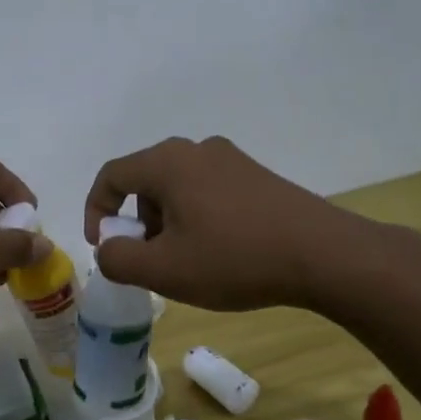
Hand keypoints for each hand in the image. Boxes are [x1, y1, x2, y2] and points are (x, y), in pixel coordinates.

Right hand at [83, 136, 353, 310]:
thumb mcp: (164, 270)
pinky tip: (218, 252)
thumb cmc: (234, 258)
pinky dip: (196, 218)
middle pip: (145, 180)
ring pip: (178, 187)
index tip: (105, 247)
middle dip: (136, 221)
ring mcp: (232, 160)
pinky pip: (208, 191)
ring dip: (167, 222)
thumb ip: (118, 259)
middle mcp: (197, 150)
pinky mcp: (257, 176)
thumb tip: (109, 248)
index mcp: (168, 162)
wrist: (323, 254)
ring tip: (184, 261)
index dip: (97, 210)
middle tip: (146, 259)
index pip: (111, 175)